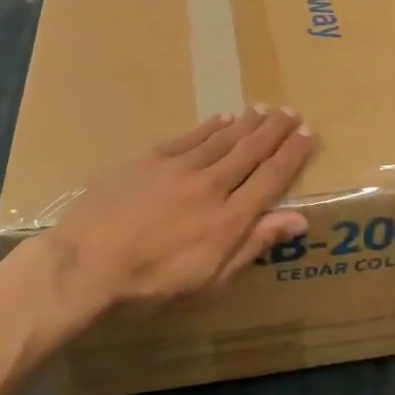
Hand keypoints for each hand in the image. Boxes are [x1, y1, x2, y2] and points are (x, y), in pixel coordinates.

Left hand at [42, 107, 315, 313]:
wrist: (85, 265)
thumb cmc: (149, 286)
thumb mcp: (209, 282)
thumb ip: (253, 245)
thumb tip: (298, 219)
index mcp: (229, 219)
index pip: (271, 179)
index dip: (293, 155)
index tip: (309, 134)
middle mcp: (212, 186)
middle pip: (251, 151)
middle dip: (275, 130)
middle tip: (293, 111)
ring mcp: (180, 168)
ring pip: (224, 138)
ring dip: (247, 123)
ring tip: (265, 108)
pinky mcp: (151, 160)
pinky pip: (190, 137)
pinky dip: (210, 127)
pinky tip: (223, 118)